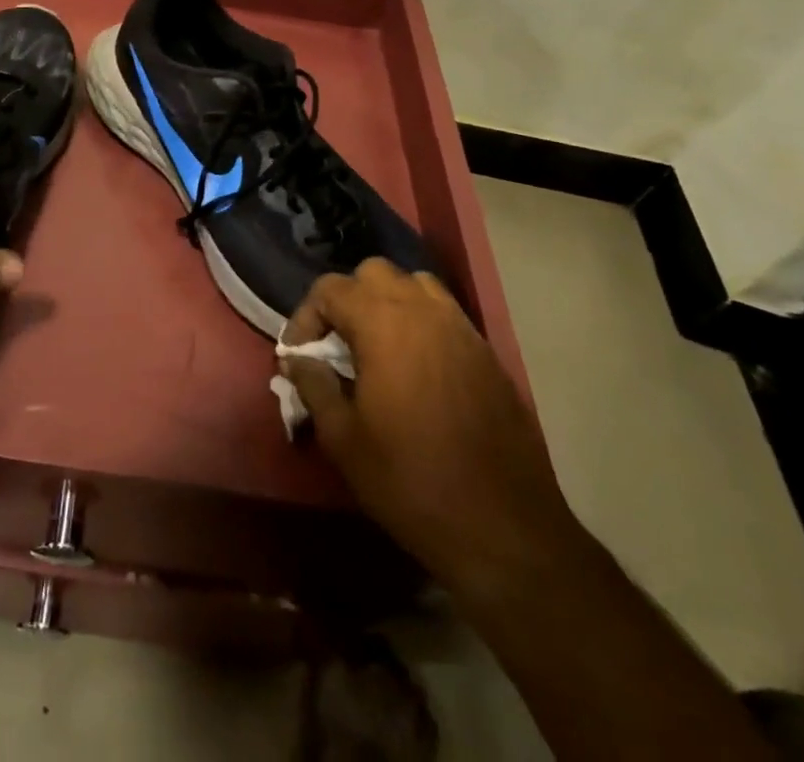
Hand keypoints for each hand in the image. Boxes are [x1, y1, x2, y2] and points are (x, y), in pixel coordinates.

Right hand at [280, 258, 580, 593]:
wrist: (504, 529)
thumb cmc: (411, 480)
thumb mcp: (343, 438)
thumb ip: (314, 385)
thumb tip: (298, 359)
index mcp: (383, 323)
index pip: (330, 289)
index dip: (305, 317)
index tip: (299, 357)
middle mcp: (423, 311)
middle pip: (373, 273)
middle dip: (347, 300)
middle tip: (337, 345)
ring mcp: (461, 329)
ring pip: (415, 285)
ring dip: (388, 303)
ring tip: (377, 347)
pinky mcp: (486, 354)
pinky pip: (445, 315)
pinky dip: (421, 324)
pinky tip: (415, 369)